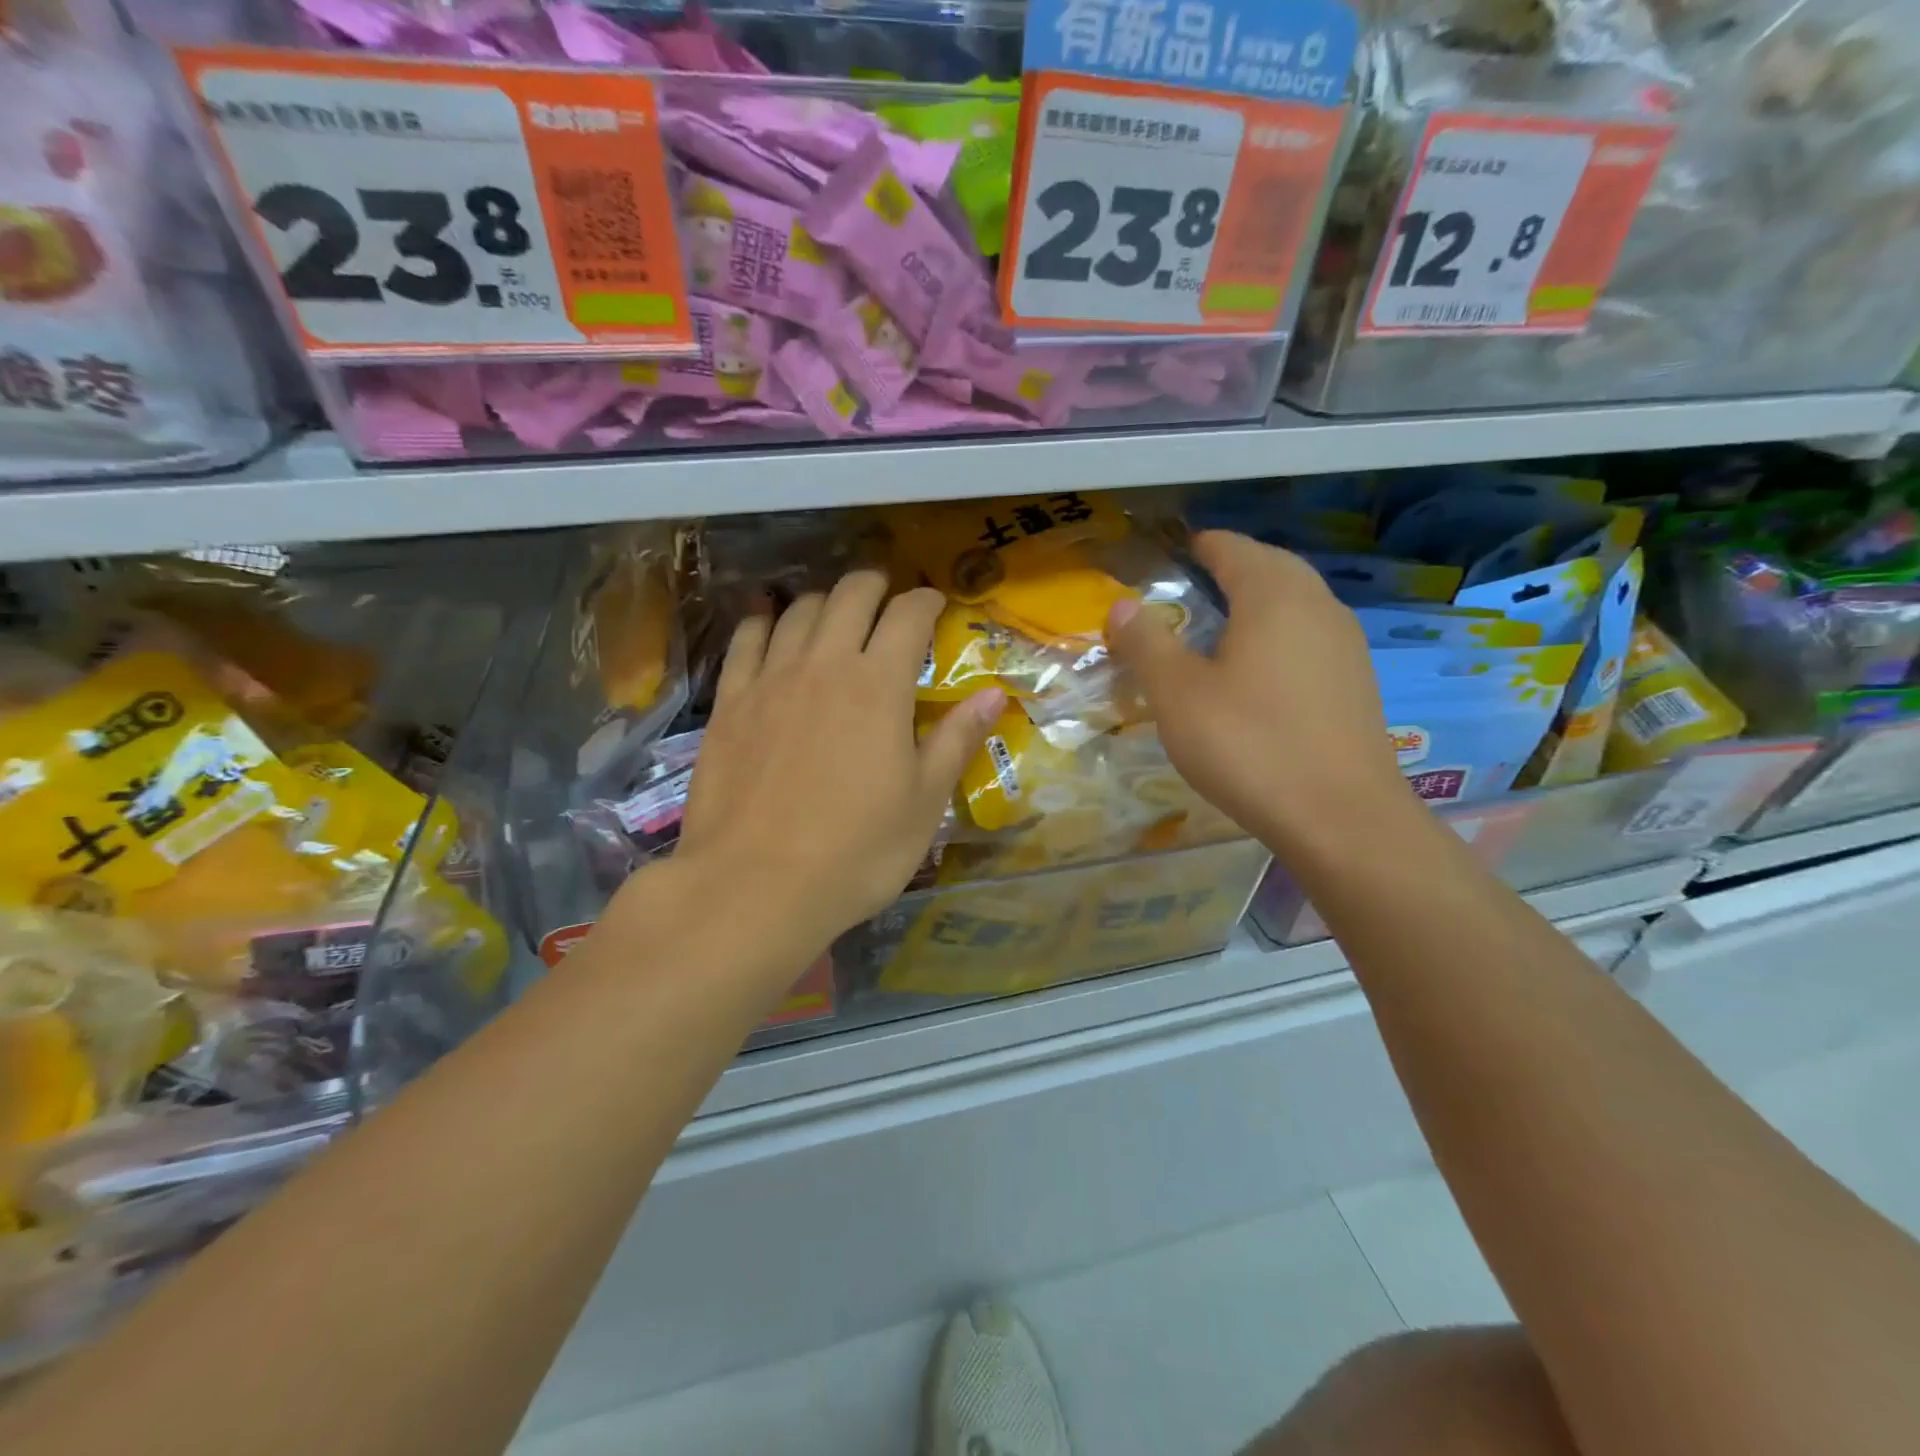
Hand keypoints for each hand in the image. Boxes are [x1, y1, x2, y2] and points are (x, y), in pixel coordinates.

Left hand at [672, 570, 1003, 952]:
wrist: (755, 886)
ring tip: (835, 609)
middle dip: (875, 585)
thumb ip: (957, 739)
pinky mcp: (730, 703)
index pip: (908, 616)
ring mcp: (770, 680)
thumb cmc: (856, 851)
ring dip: (824, 599)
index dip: (926, 601)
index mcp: (879, 685)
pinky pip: (746, 641)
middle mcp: (824, 665)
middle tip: (887, 595)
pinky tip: (769, 621)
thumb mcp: (923, 802)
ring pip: (798, 611)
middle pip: (850, 596)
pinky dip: (763, 621)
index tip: (936, 604)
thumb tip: (994, 694)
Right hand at [1104, 531, 1413, 855]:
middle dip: (1232, 567)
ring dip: (1260, 600)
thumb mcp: (1177, 693)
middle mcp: (1318, 606)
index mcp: (1273, 595)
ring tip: (1222, 623)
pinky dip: (1280, 634)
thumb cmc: (1248, 744)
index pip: (1232, 548)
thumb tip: (1121, 605)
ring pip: (1297, 601)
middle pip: (1271, 566)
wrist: (1340, 816)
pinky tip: (1260, 670)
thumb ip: (1147, 642)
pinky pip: (1311, 636)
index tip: (1174, 552)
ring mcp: (1345, 644)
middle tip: (1194, 583)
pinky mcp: (1356, 682)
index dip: (1200, 546)